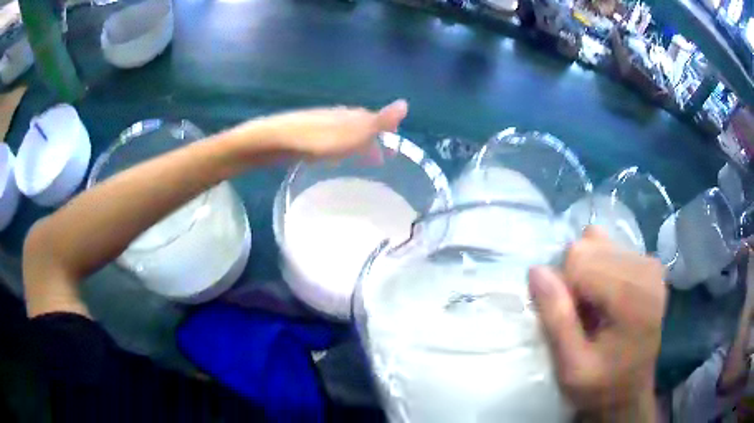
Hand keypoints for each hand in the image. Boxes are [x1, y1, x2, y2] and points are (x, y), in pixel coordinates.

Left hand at [248, 99, 407, 160]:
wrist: (276, 140)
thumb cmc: (318, 139)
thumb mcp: (354, 132)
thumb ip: (379, 121)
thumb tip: (406, 103)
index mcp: (352, 116)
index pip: (377, 120)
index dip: (387, 132)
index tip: (394, 151)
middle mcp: (338, 118)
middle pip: (361, 128)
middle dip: (372, 142)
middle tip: (380, 162)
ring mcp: (321, 126)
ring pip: (345, 136)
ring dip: (355, 147)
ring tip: (360, 164)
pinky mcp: (307, 137)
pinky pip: (330, 143)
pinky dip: (338, 151)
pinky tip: (331, 162)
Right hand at [529, 227, 665, 420]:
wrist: (631, 391)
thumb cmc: (601, 387)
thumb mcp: (571, 367)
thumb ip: (557, 320)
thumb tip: (536, 270)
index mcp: (632, 297)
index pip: (580, 258)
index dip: (562, 287)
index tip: (568, 319)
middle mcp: (646, 269)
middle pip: (588, 245)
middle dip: (574, 277)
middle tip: (580, 315)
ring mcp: (650, 263)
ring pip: (597, 241)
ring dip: (585, 271)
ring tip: (593, 305)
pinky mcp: (649, 264)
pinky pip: (610, 247)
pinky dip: (599, 268)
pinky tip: (605, 297)